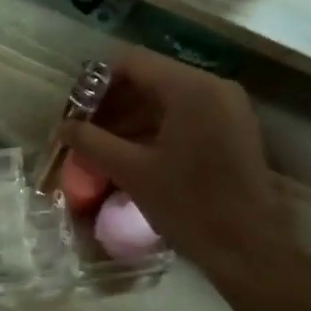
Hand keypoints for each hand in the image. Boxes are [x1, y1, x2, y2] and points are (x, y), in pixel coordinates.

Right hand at [59, 49, 296, 292]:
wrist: (250, 248)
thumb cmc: (190, 206)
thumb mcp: (133, 173)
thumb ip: (92, 143)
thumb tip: (61, 128)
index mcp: (190, 88)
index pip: (131, 62)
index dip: (95, 82)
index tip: (73, 110)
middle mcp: (213, 86)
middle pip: (150, 78)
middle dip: (112, 103)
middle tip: (83, 132)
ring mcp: (228, 107)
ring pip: (167, 99)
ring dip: (131, 118)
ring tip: (101, 147)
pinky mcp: (233, 130)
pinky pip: (186, 116)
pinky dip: (156, 129)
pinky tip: (131, 155)